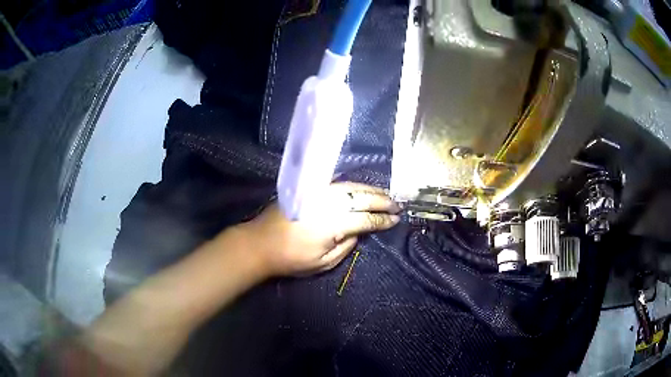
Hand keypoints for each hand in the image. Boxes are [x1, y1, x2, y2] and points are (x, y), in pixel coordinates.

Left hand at [238, 182, 400, 276]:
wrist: (260, 243)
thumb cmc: (291, 258)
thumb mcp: (323, 263)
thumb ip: (346, 246)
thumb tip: (359, 233)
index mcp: (332, 224)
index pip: (365, 219)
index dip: (382, 219)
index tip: (396, 219)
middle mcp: (327, 203)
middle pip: (361, 198)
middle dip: (382, 201)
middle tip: (398, 204)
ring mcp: (318, 192)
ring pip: (351, 186)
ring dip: (371, 190)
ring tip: (386, 194)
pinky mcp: (309, 189)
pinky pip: (338, 184)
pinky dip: (354, 186)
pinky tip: (362, 189)